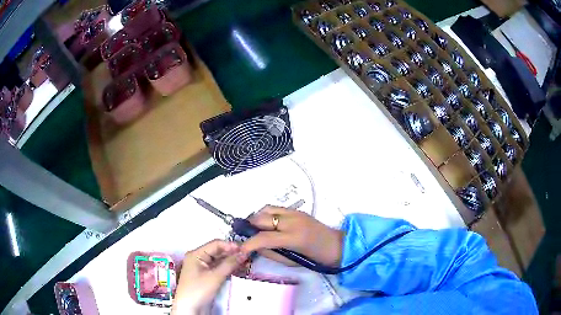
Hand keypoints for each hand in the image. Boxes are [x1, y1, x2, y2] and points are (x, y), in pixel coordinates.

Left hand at [172, 240, 246, 314]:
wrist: (189, 307)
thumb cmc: (198, 290)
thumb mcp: (215, 276)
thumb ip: (230, 264)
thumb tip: (244, 253)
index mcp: (196, 254)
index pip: (215, 244)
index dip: (230, 245)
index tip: (245, 249)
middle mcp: (198, 258)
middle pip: (217, 251)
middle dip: (232, 253)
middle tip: (248, 255)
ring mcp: (202, 267)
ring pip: (219, 260)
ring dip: (231, 260)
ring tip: (246, 261)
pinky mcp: (206, 276)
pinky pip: (218, 268)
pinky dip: (228, 267)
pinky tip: (239, 268)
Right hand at [241, 206, 343, 267]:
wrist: (337, 246)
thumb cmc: (315, 258)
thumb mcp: (291, 261)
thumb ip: (271, 253)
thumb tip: (255, 246)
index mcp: (293, 238)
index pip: (263, 238)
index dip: (248, 244)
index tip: (240, 249)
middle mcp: (292, 221)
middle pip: (262, 218)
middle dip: (249, 226)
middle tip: (244, 235)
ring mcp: (295, 213)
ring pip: (267, 209)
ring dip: (257, 218)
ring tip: (254, 228)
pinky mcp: (297, 210)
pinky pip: (276, 208)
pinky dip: (267, 214)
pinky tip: (267, 224)